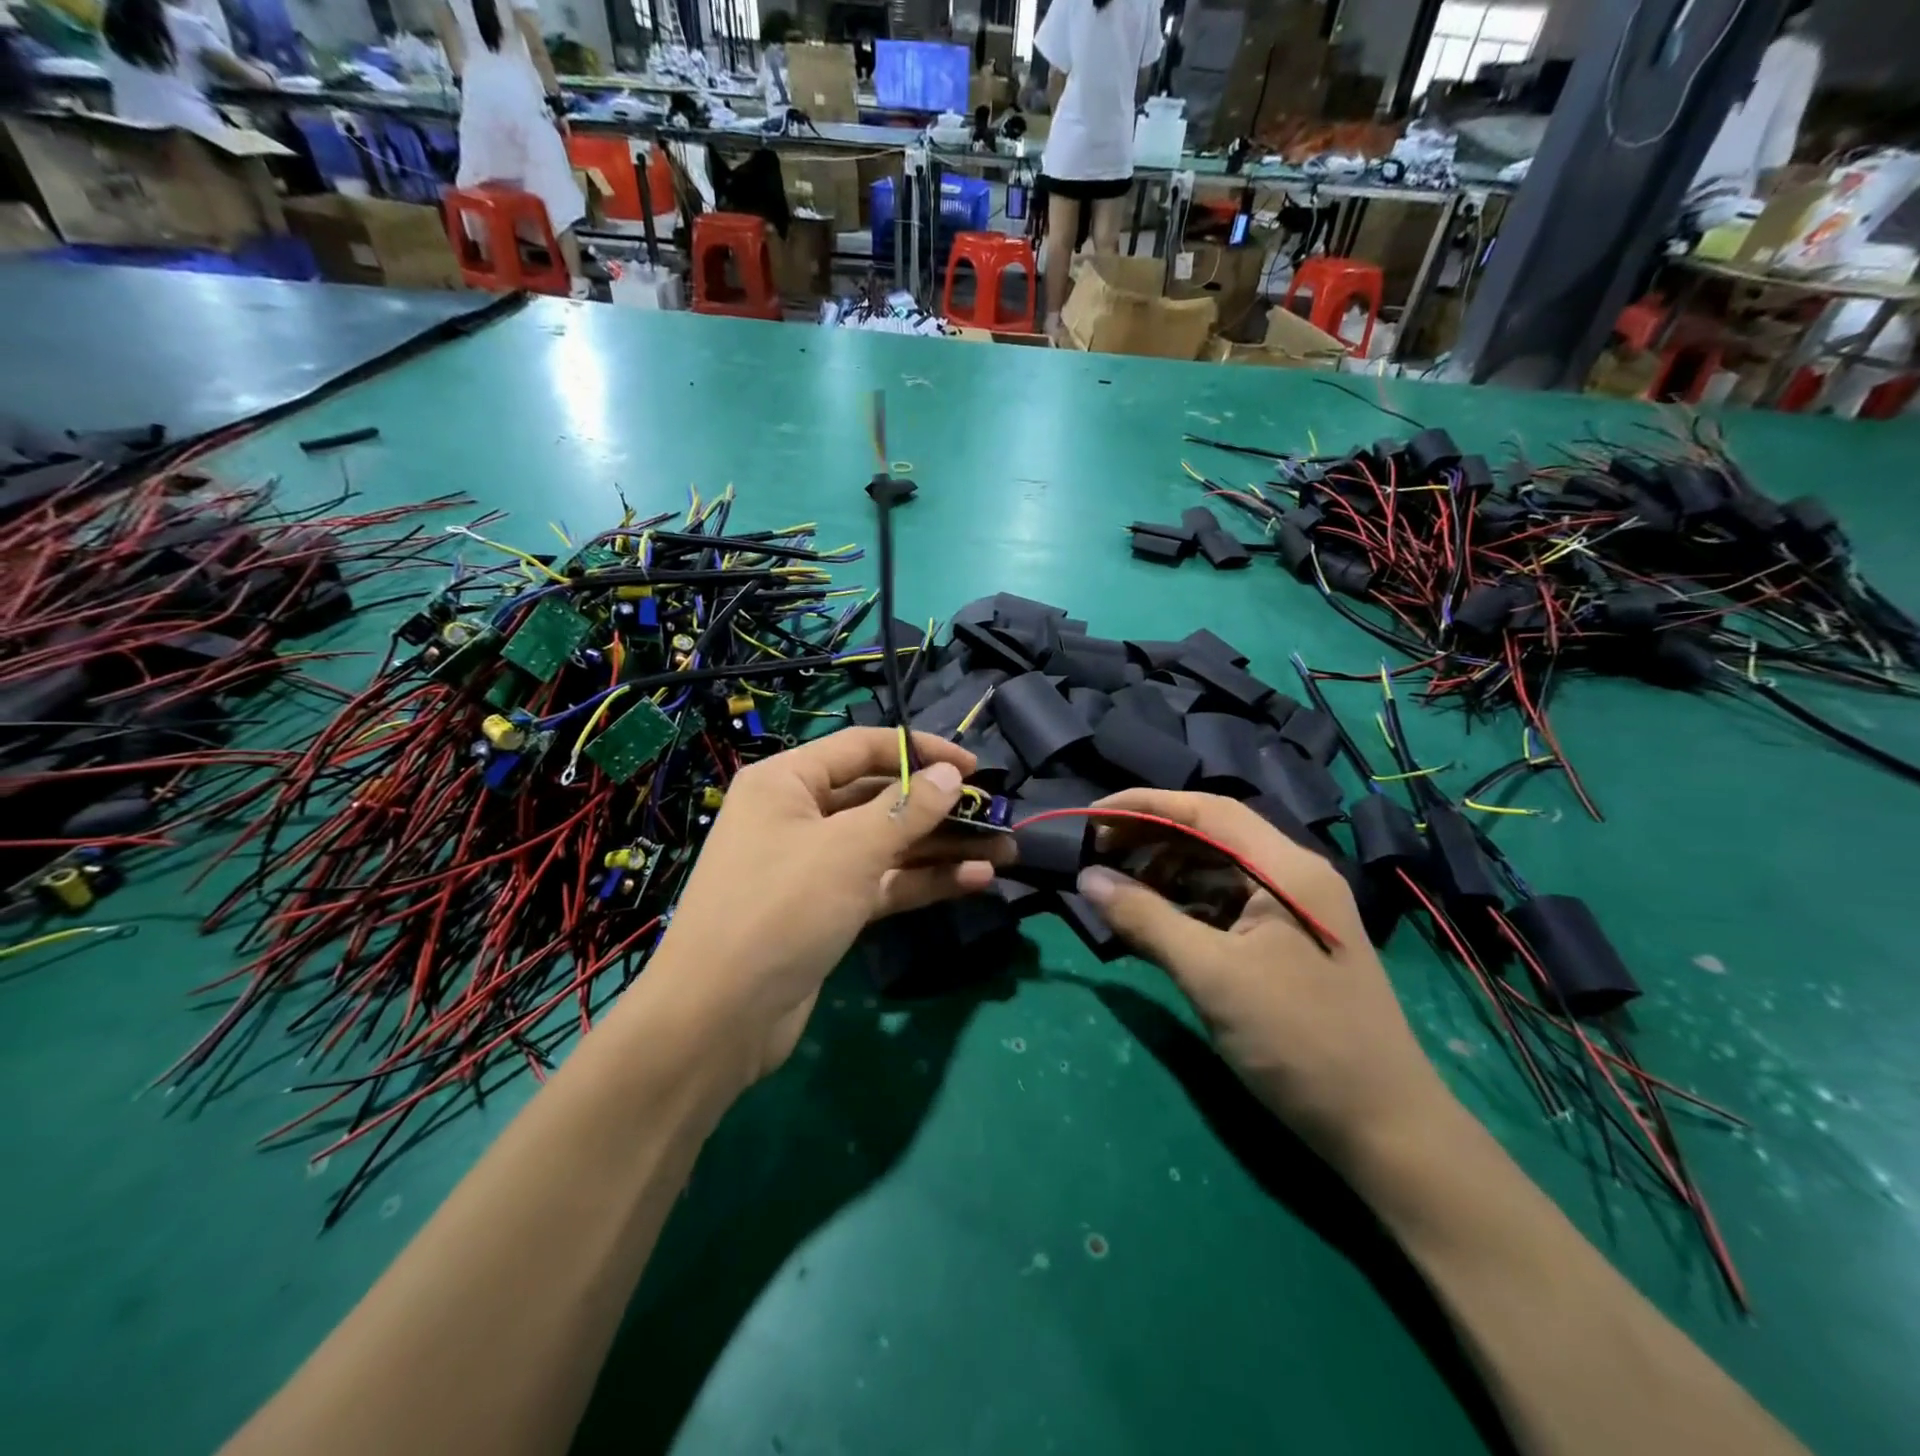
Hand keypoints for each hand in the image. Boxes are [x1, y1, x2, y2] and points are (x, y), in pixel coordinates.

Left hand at [646, 728, 1013, 1084]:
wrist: (719, 1018)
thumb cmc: (780, 909)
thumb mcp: (849, 850)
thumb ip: (906, 809)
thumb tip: (950, 774)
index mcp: (787, 782)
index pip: (863, 748)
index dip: (920, 751)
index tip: (973, 767)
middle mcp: (798, 816)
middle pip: (880, 798)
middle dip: (939, 808)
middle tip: (995, 816)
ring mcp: (813, 866)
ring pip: (887, 845)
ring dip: (942, 848)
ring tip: (1003, 851)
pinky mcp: (827, 909)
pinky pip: (881, 883)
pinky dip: (922, 881)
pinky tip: (974, 881)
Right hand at [1075, 789, 1451, 1167]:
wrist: (1384, 1129)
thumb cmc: (1299, 1041)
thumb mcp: (1212, 976)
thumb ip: (1146, 919)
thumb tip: (1087, 878)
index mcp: (1287, 869)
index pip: (1207, 810)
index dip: (1145, 805)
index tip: (1091, 817)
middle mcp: (1294, 877)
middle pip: (1212, 834)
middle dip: (1152, 837)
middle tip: (1098, 852)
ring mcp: (1295, 911)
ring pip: (1218, 870)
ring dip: (1167, 871)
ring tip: (1120, 888)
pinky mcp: (1289, 944)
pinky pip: (1227, 904)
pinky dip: (1187, 904)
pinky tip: (1157, 922)